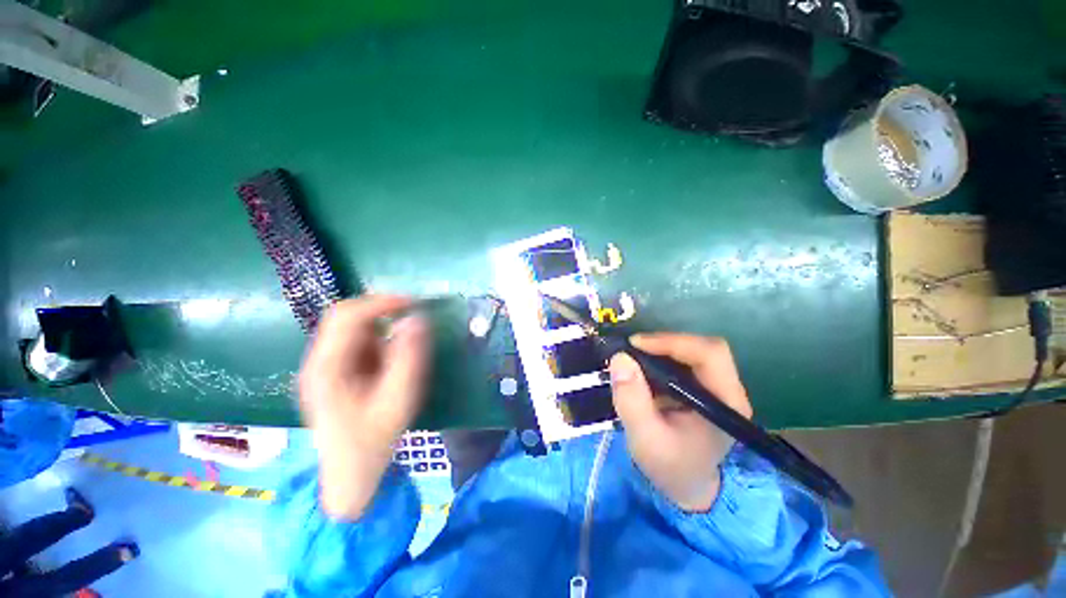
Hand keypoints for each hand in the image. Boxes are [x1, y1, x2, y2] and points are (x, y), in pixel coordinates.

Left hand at [298, 296, 429, 519]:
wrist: (349, 474)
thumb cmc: (373, 440)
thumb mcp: (398, 400)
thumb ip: (408, 358)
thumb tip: (417, 320)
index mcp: (326, 369)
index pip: (347, 317)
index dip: (381, 302)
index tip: (414, 303)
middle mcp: (318, 362)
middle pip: (343, 316)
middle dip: (380, 310)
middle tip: (411, 314)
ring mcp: (323, 366)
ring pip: (350, 327)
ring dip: (379, 327)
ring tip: (400, 349)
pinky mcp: (333, 370)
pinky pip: (355, 342)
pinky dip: (377, 340)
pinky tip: (388, 361)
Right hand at [609, 334, 751, 512]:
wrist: (685, 484)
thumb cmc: (669, 466)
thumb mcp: (645, 438)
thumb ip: (631, 400)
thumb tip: (620, 358)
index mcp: (726, 403)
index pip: (710, 355)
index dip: (673, 342)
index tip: (636, 345)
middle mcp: (728, 390)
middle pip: (703, 347)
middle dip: (664, 343)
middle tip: (632, 350)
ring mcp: (717, 387)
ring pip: (692, 350)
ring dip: (661, 349)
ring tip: (634, 358)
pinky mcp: (703, 386)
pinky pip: (683, 360)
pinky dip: (660, 357)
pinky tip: (643, 368)